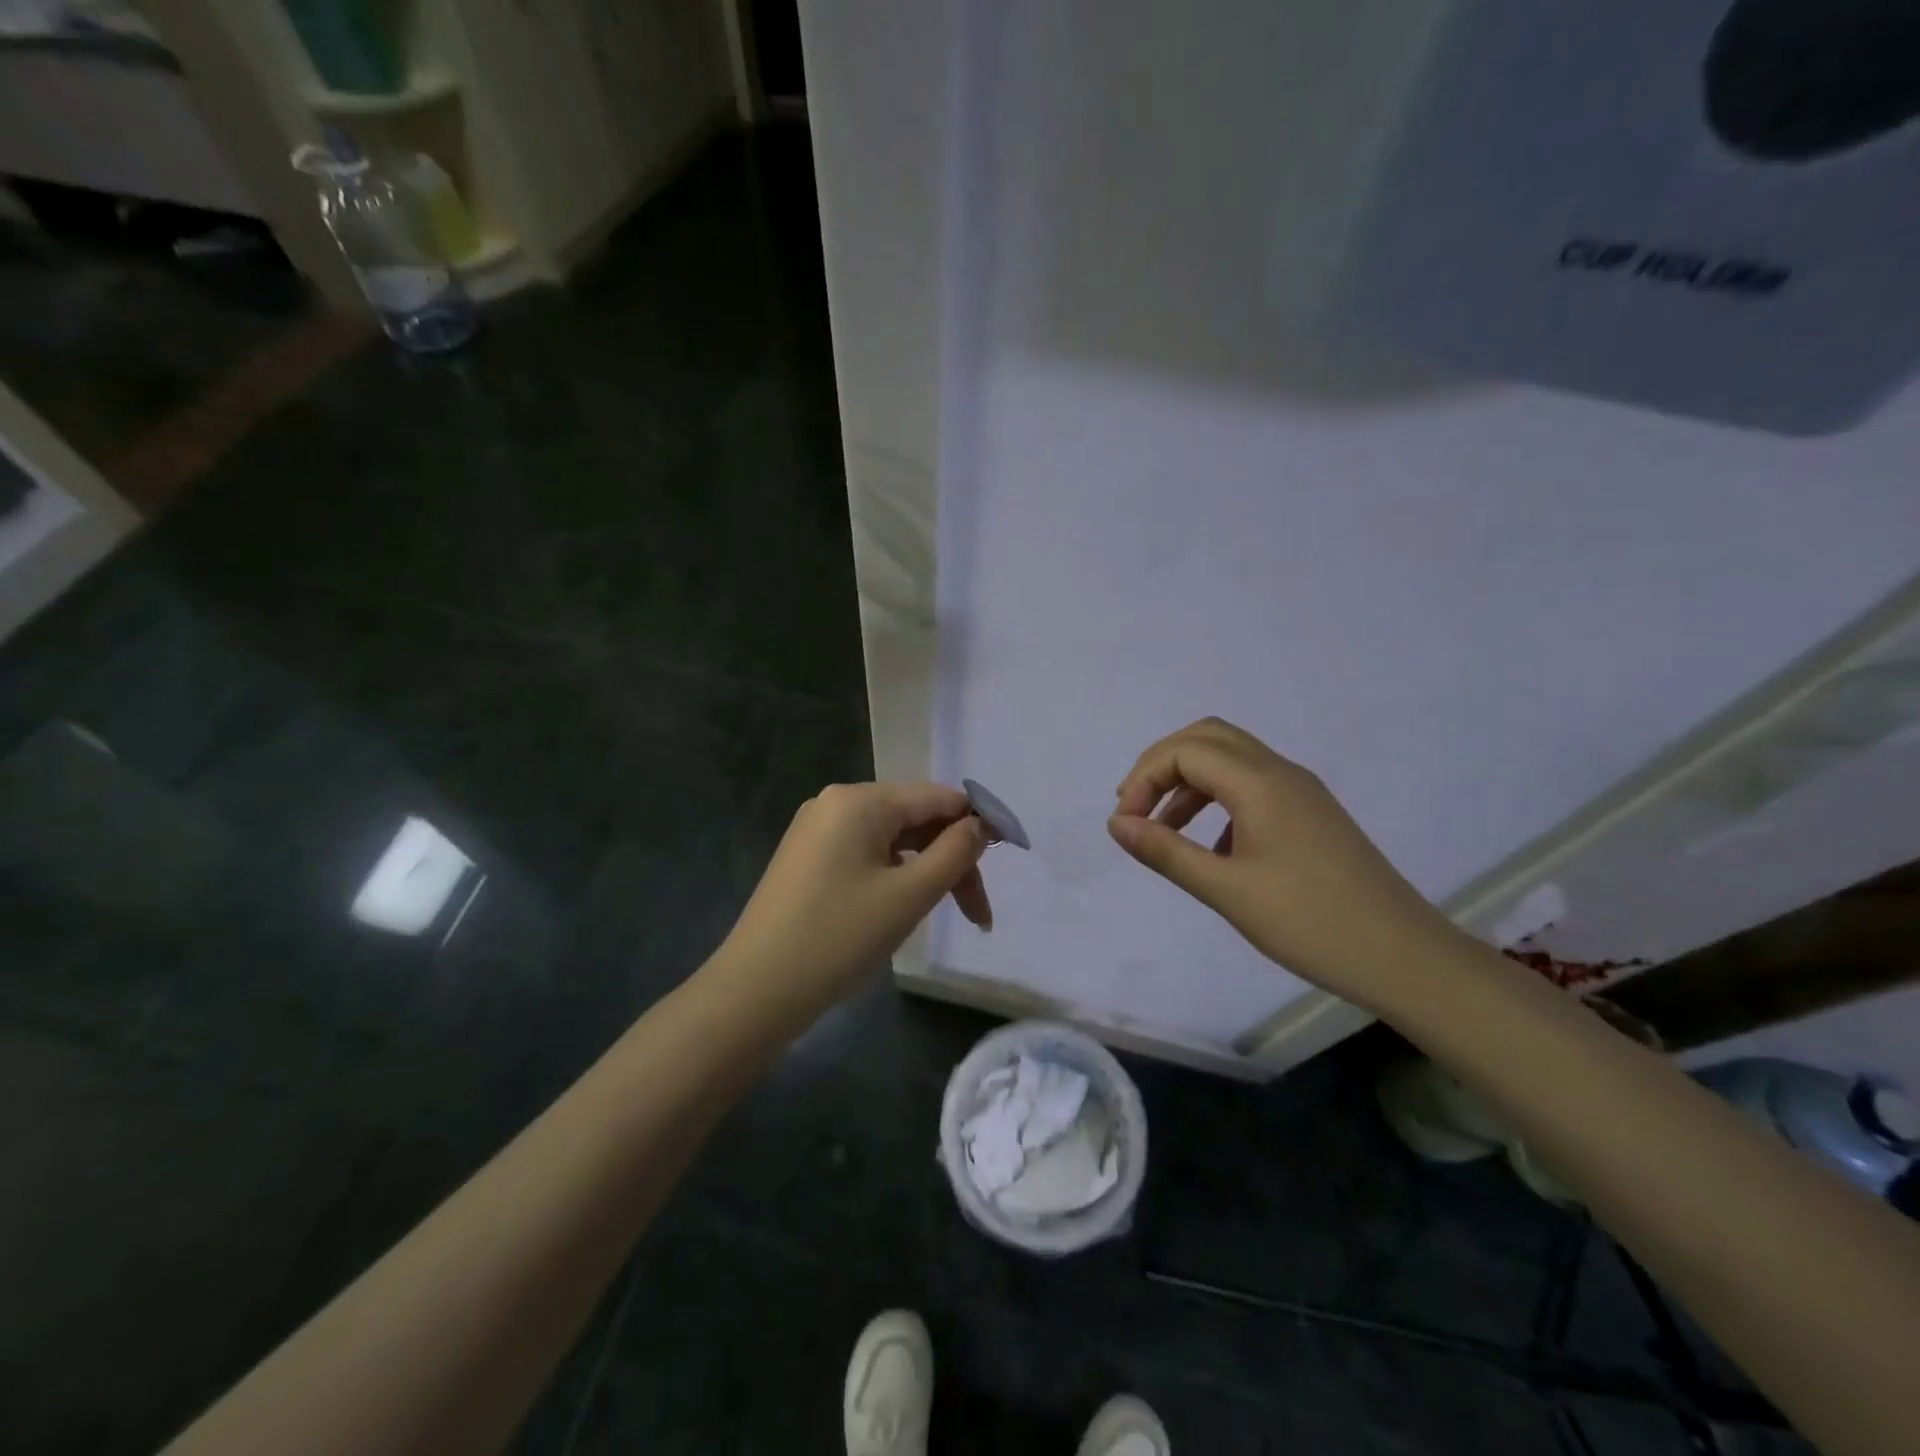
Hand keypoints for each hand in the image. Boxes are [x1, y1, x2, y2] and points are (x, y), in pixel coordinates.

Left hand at [713, 782, 991, 1016]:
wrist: (754, 992)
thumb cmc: (839, 938)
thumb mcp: (909, 895)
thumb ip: (955, 853)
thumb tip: (979, 825)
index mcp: (860, 799)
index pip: (938, 798)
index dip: (978, 825)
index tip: (1007, 862)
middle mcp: (836, 802)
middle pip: (916, 818)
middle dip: (951, 859)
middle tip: (977, 914)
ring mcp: (816, 830)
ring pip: (893, 839)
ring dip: (926, 872)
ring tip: (944, 913)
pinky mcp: (807, 858)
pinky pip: (866, 853)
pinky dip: (895, 876)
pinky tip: (901, 907)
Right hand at [1108, 717, 1461, 1010]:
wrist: (1404, 957)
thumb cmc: (1310, 924)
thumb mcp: (1227, 891)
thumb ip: (1166, 852)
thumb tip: (1116, 823)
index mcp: (1261, 783)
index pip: (1185, 751)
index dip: (1144, 779)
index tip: (1126, 824)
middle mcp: (1281, 772)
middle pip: (1206, 738)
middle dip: (1161, 765)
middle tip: (1136, 808)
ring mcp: (1300, 790)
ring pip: (1230, 758)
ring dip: (1188, 781)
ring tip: (1162, 827)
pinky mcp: (1310, 812)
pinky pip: (1251, 783)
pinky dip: (1216, 798)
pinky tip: (1211, 846)